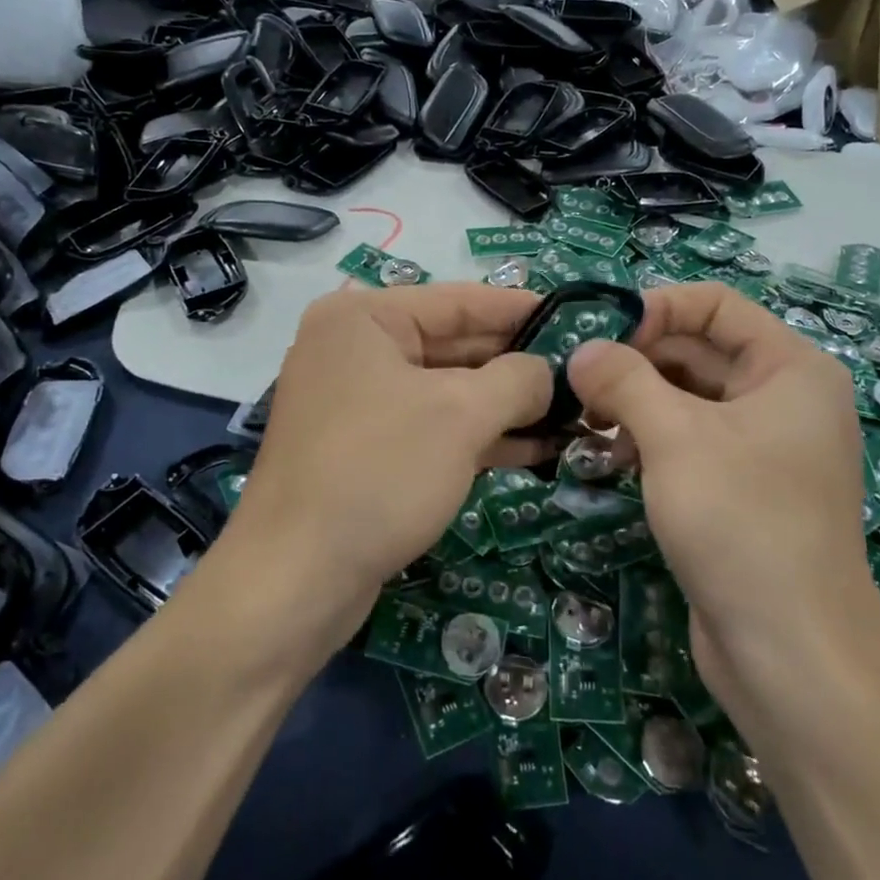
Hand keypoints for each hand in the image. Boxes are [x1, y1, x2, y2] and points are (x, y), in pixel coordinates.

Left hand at [223, 284, 552, 627]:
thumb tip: (547, 373)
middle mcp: (355, 351)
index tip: (575, 317)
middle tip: (582, 374)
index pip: (458, 300)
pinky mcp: (366, 450)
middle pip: (454, 345)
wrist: (297, 579)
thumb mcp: (461, 415)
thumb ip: (517, 379)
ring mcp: (358, 403)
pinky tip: (535, 448)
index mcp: (364, 319)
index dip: (520, 308)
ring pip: (447, 391)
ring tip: (572, 413)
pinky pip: (432, 428)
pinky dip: (479, 436)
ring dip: (506, 405)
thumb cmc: (380, 472)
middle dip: (518, 364)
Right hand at [567, 284, 879, 723]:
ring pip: (688, 399)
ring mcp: (763, 448)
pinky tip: (609, 458)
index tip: (599, 335)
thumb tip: (581, 350)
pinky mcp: (741, 490)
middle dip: (637, 360)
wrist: (792, 656)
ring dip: (636, 401)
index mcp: (790, 369)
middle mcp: (782, 399)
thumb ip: (623, 380)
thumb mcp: (675, 438)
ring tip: (585, 420)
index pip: (717, 304)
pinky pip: (690, 442)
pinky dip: (649, 439)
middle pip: (699, 351)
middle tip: (575, 379)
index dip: (656, 307)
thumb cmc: (742, 523)